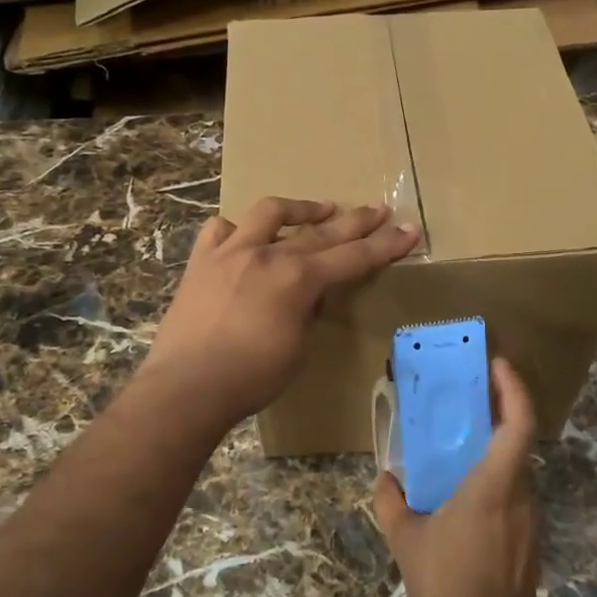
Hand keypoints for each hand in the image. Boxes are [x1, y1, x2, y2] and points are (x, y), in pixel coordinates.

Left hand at [141, 197, 418, 428]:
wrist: (187, 387)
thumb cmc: (251, 378)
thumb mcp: (298, 349)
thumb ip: (309, 312)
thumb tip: (310, 294)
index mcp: (298, 279)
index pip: (353, 258)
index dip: (385, 246)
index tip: (409, 230)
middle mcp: (267, 255)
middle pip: (322, 232)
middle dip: (355, 222)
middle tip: (378, 210)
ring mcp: (231, 253)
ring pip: (269, 214)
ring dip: (299, 210)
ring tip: (319, 210)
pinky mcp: (201, 262)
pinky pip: (220, 230)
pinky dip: (237, 229)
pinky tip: (245, 235)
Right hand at [373, 359, 540, 596]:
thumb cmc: (447, 586)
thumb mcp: (406, 542)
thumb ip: (392, 503)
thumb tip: (386, 479)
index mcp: (493, 486)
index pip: (518, 425)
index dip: (514, 390)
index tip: (499, 365)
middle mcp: (520, 496)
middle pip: (518, 442)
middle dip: (498, 415)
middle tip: (467, 400)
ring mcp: (530, 521)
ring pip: (515, 472)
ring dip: (493, 452)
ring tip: (458, 450)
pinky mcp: (530, 542)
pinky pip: (514, 498)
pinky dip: (494, 483)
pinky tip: (465, 500)